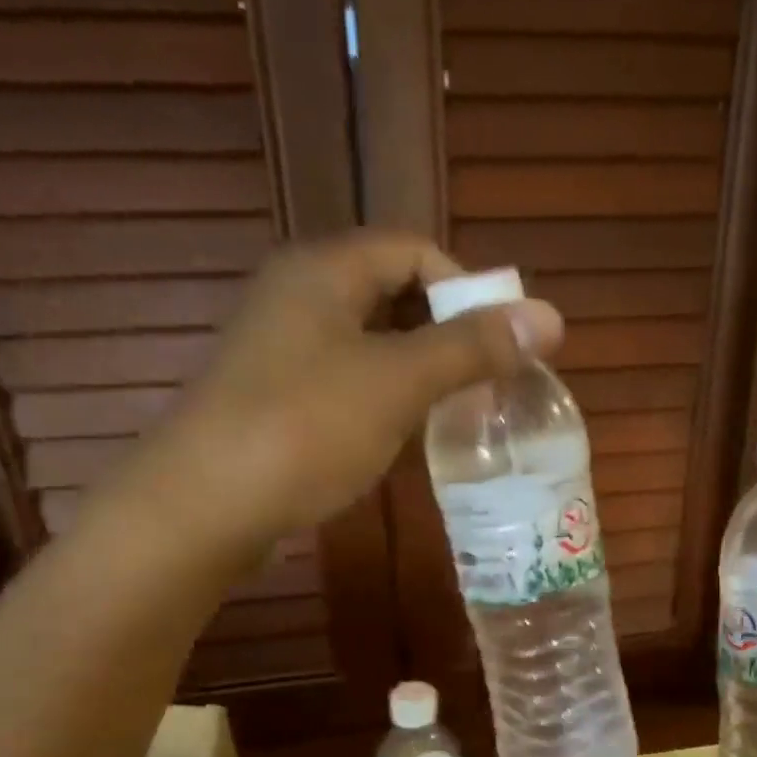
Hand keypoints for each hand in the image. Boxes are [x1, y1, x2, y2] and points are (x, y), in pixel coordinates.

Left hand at [96, 231, 562, 548]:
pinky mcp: (274, 401)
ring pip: (369, 345)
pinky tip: (403, 439)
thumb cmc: (305, 429)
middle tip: (488, 382)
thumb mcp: (398, 382)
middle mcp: (298, 297)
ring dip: (418, 372)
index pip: (413, 249)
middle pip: (392, 294)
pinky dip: (383, 401)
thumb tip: (552, 316)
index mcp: (324, 270)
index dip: (466, 288)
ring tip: (458, 413)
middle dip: (447, 334)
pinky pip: (345, 384)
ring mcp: (281, 352)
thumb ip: (472, 348)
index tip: (502, 344)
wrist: (204, 506)